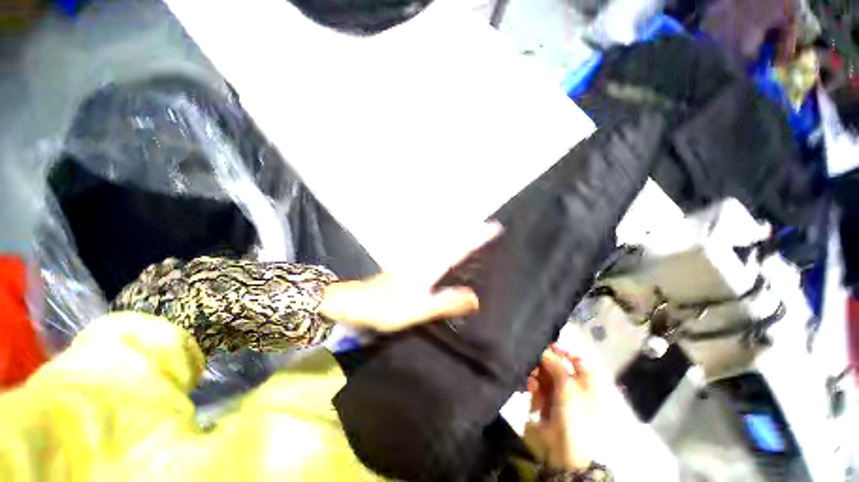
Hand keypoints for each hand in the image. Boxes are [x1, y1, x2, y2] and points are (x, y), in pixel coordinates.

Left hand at [318, 221, 501, 332]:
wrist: (356, 302)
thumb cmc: (386, 307)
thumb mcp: (418, 310)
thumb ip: (446, 302)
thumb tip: (475, 298)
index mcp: (430, 266)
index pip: (459, 249)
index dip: (477, 238)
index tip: (494, 227)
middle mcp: (425, 256)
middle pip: (453, 240)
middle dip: (472, 232)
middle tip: (491, 227)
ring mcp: (416, 257)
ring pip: (443, 242)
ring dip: (460, 235)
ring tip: (477, 232)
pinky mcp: (410, 262)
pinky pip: (435, 248)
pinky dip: (447, 243)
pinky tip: (450, 246)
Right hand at [524, 344, 596, 470]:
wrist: (562, 451)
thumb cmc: (573, 418)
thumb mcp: (568, 389)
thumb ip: (557, 367)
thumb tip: (546, 350)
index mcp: (585, 384)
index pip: (578, 361)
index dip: (566, 352)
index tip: (551, 346)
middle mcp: (571, 387)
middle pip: (557, 366)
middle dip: (545, 363)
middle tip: (536, 362)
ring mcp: (556, 395)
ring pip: (544, 375)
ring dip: (537, 375)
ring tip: (533, 381)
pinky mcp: (543, 402)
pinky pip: (536, 387)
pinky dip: (533, 386)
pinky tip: (531, 389)